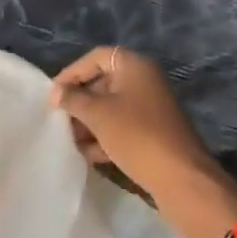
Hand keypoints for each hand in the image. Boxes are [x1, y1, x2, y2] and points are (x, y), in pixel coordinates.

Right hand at [49, 47, 236, 237]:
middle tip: (60, 119)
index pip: (96, 57)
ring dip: (90, 122)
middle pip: (104, 81)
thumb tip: (56, 92)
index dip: (72, 72)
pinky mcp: (155, 133)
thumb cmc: (137, 135)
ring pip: (112, 107)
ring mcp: (152, 107)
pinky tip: (89, 155)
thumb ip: (74, 99)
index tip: (53, 95)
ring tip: (70, 140)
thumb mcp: (99, 114)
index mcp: (134, 65)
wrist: (182, 180)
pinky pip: (123, 127)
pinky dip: (106, 136)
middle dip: (81, 101)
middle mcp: (145, 80)